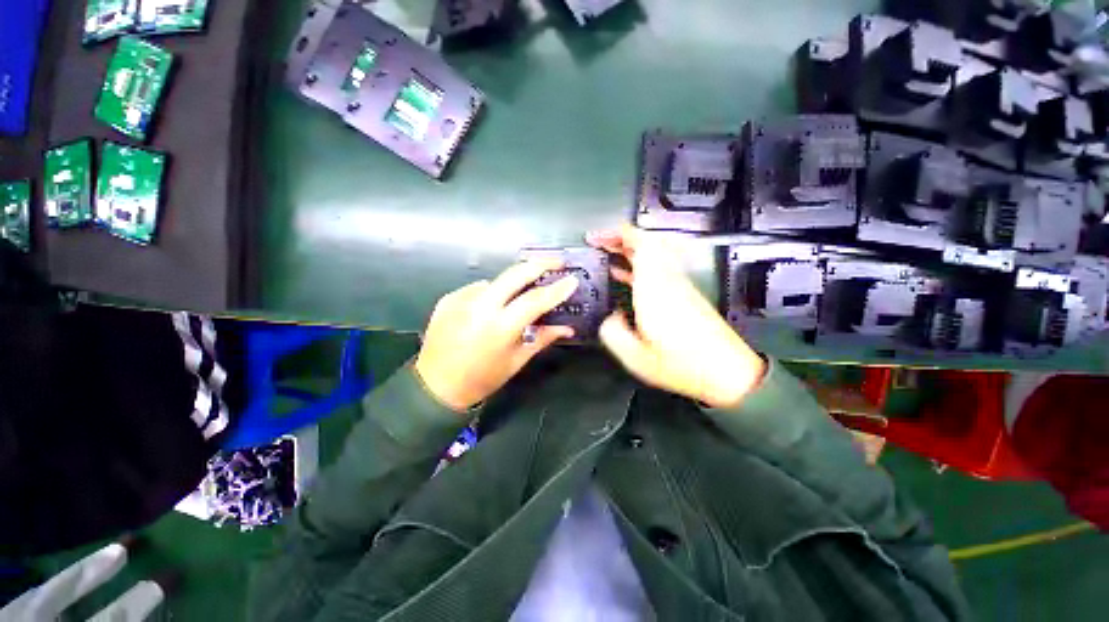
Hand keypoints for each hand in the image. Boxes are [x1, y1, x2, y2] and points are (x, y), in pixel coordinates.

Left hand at [414, 260, 578, 411]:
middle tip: (557, 261)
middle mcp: (480, 307)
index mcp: (500, 327)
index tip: (573, 279)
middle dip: (539, 263)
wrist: (436, 386)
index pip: (535, 300)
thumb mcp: (517, 360)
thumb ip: (543, 338)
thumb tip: (568, 328)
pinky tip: (491, 307)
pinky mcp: (449, 298)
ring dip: (513, 283)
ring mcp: (461, 299)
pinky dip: (491, 293)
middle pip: (515, 274)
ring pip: (497, 280)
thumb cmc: (482, 378)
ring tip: (520, 295)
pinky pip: (478, 289)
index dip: (557, 289)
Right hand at [587, 225, 766, 408]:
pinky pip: (659, 268)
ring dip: (630, 250)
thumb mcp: (635, 357)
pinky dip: (641, 265)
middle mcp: (669, 280)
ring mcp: (679, 285)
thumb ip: (612, 333)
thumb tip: (610, 318)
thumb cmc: (684, 365)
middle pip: (648, 242)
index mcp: (655, 289)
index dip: (618, 234)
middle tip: (600, 244)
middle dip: (621, 238)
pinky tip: (627, 277)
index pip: (641, 244)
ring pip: (655, 253)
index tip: (598, 238)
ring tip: (609, 256)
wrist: (727, 372)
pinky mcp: (684, 293)